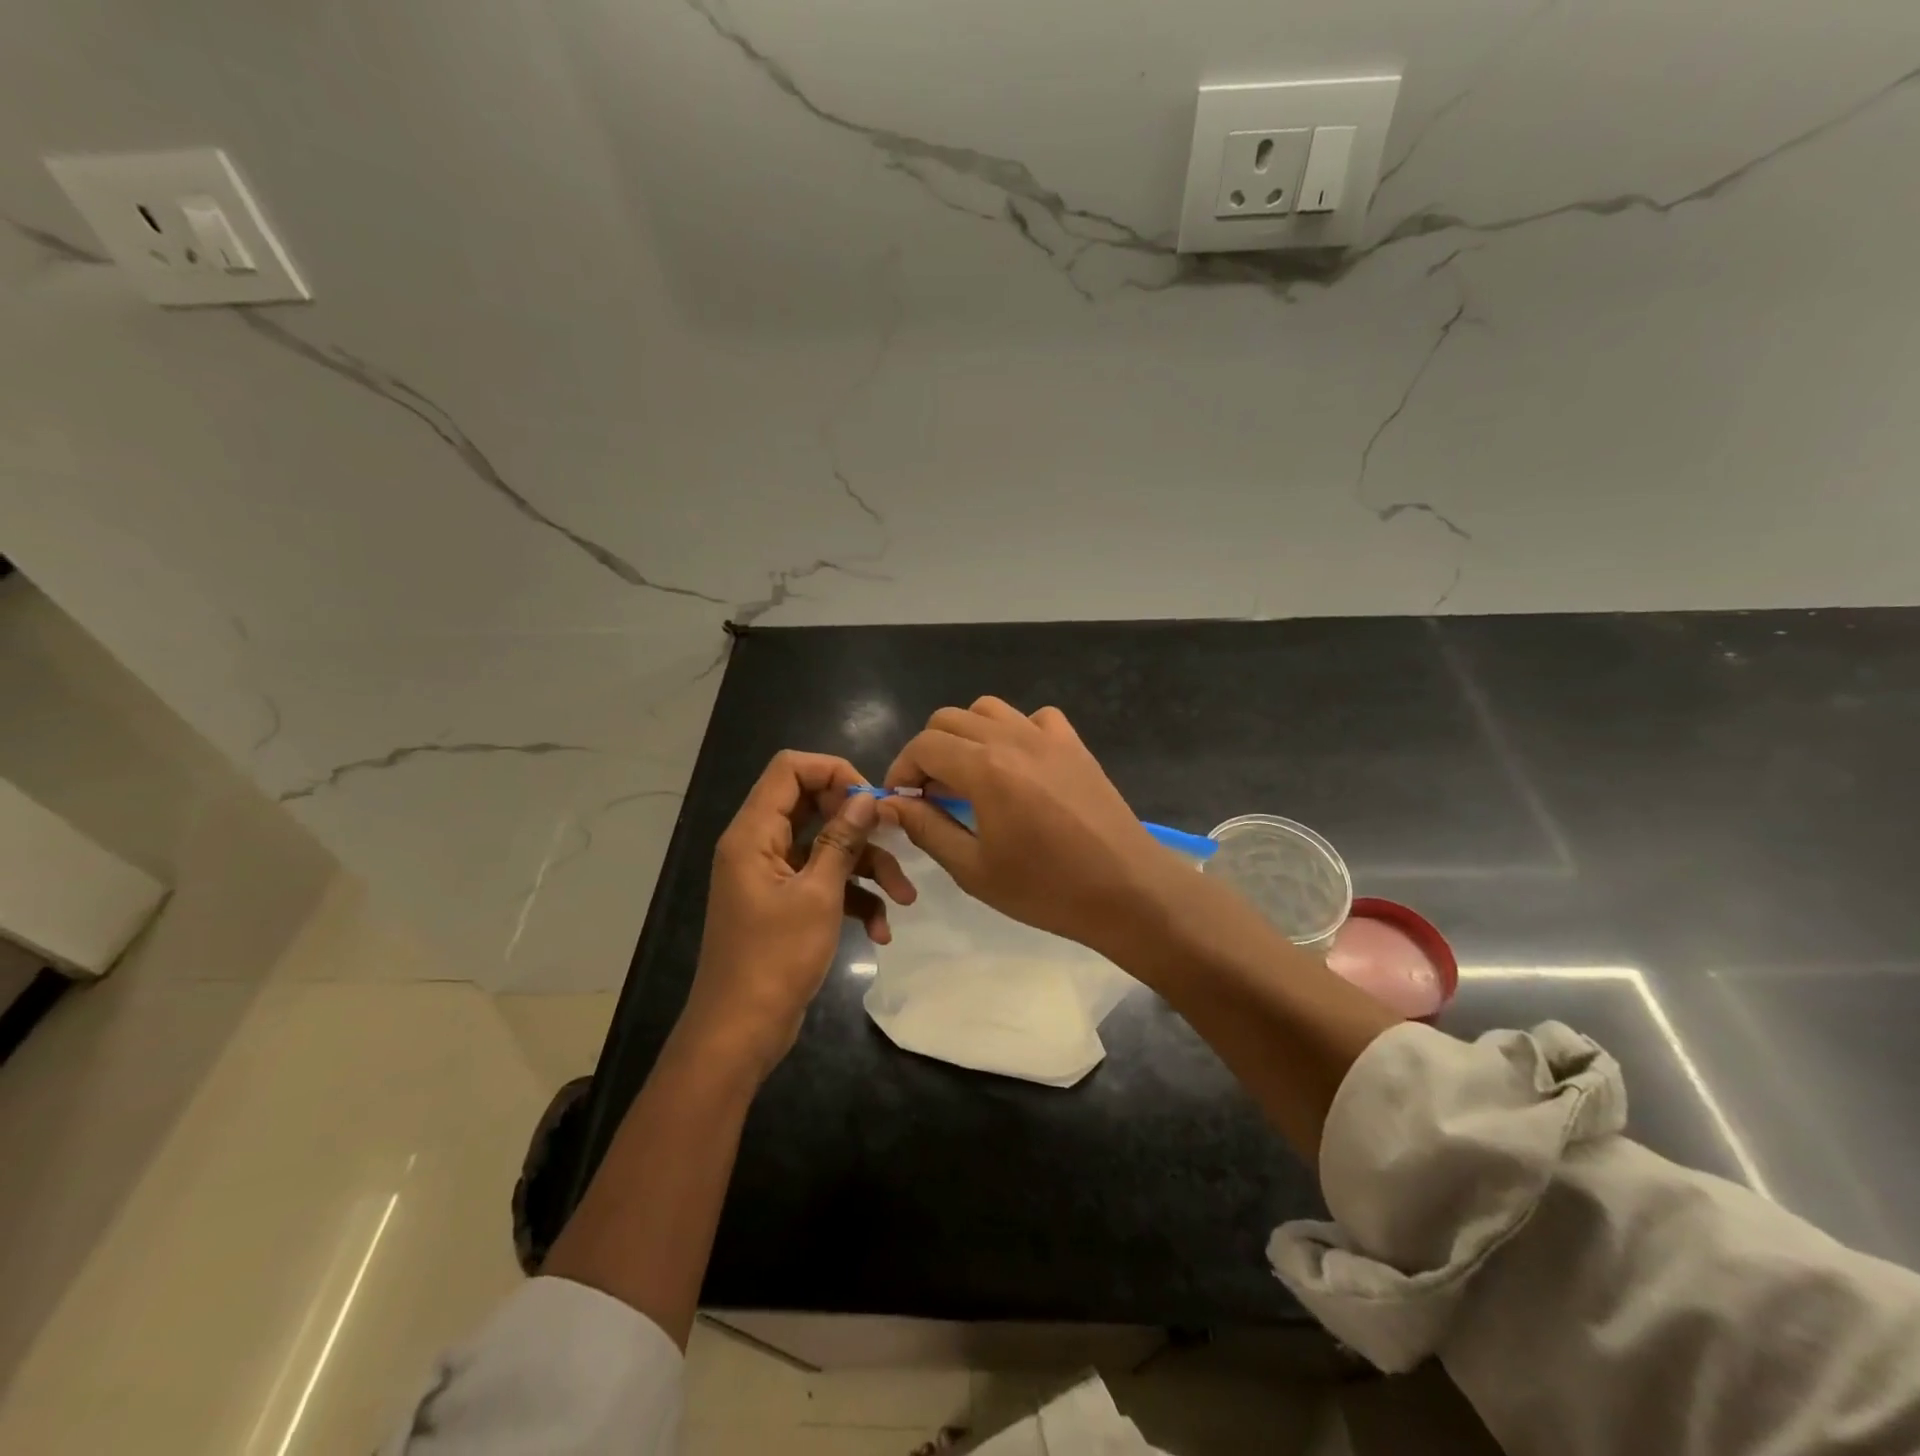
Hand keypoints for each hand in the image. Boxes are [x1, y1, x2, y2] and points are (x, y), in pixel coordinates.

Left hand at [682, 751, 914, 1076]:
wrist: (741, 1032)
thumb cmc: (775, 958)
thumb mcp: (819, 895)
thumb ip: (843, 840)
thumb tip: (867, 798)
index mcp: (755, 833)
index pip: (789, 769)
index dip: (833, 772)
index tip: (871, 799)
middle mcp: (760, 845)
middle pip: (813, 806)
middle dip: (859, 824)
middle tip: (896, 837)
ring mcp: (772, 876)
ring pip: (826, 848)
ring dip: (867, 867)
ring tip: (904, 898)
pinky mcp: (785, 903)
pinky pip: (824, 882)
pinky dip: (853, 899)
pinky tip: (879, 930)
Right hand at [881, 697, 1174, 955]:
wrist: (1127, 890)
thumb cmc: (1046, 889)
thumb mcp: (974, 869)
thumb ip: (927, 828)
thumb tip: (892, 803)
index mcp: (985, 768)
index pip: (924, 745)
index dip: (902, 769)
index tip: (901, 800)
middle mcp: (1013, 738)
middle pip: (949, 719)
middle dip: (929, 751)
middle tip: (931, 793)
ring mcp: (1048, 736)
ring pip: (988, 709)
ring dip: (966, 735)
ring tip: (969, 776)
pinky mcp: (1074, 744)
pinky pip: (1033, 717)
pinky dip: (1014, 731)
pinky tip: (1018, 765)